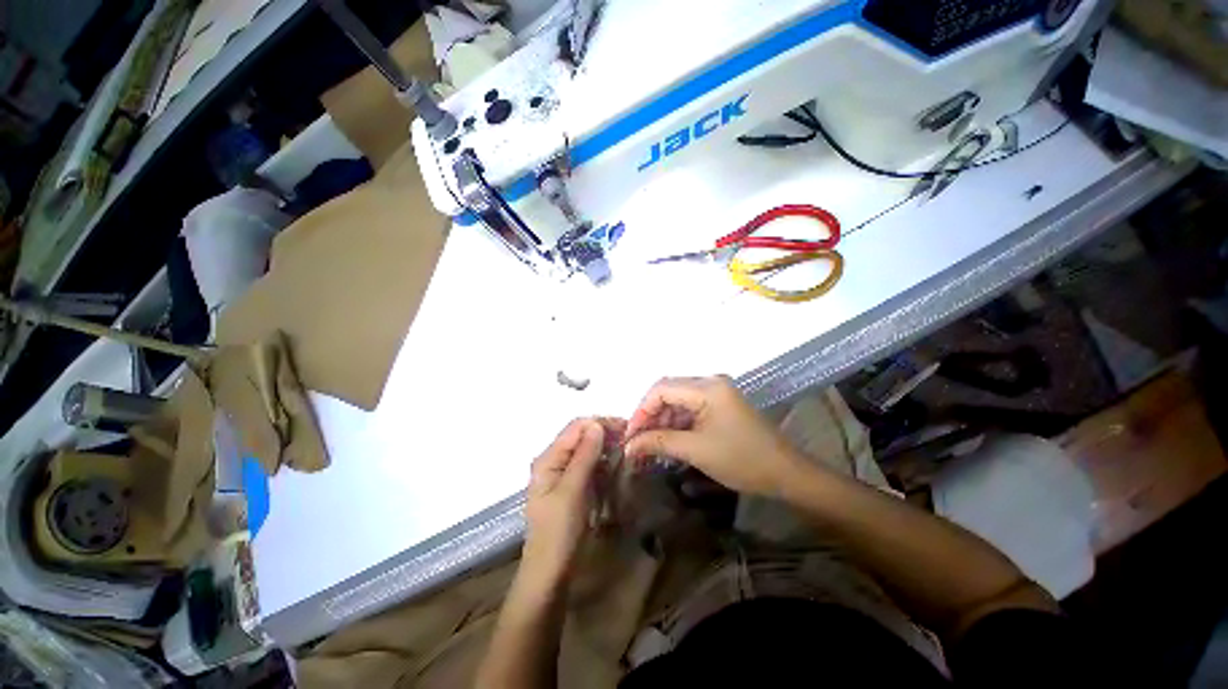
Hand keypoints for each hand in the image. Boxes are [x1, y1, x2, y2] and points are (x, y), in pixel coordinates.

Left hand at [522, 418, 622, 584]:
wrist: (550, 574)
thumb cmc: (558, 532)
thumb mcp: (572, 491)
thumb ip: (584, 456)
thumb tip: (597, 424)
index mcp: (548, 458)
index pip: (576, 427)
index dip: (600, 423)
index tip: (626, 428)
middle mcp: (555, 461)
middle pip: (582, 436)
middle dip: (605, 435)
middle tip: (630, 440)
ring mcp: (564, 474)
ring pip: (588, 450)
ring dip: (607, 449)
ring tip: (627, 452)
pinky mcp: (574, 486)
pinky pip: (590, 466)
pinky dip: (604, 464)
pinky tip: (617, 467)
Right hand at [624, 376, 804, 495]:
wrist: (786, 473)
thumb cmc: (742, 460)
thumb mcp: (696, 450)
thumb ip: (658, 442)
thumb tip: (629, 446)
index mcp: (707, 387)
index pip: (661, 389)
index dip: (641, 410)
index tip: (630, 436)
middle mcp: (710, 382)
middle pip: (668, 391)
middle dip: (650, 415)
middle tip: (637, 441)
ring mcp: (716, 392)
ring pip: (677, 399)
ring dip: (662, 419)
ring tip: (650, 444)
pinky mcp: (720, 403)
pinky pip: (690, 407)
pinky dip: (676, 422)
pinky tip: (668, 439)